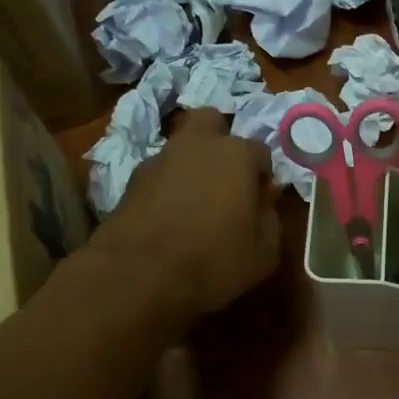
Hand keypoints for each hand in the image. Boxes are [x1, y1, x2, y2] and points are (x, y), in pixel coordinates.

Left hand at [91, 109, 278, 324]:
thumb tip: (262, 209)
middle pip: (210, 121)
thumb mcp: (264, 253)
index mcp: (238, 155)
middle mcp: (198, 146)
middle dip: (219, 140)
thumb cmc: (213, 260)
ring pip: (181, 148)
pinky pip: (158, 174)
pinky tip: (169, 215)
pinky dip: (166, 186)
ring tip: (194, 201)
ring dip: (190, 164)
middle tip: (225, 175)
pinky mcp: (130, 181)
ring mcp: (159, 159)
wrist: (137, 276)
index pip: (261, 151)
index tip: (259, 200)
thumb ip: (269, 222)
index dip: (262, 176)